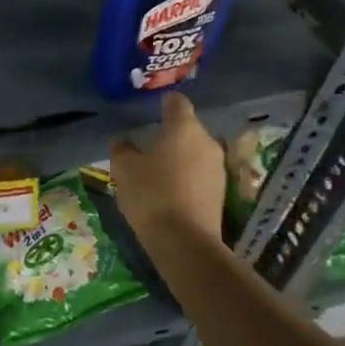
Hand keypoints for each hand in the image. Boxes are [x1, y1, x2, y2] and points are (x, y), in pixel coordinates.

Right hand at [110, 93, 225, 249]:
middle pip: (189, 129)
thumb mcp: (124, 169)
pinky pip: (200, 174)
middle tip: (149, 144)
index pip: (177, 102)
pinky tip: (170, 190)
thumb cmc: (152, 195)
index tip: (152, 110)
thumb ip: (122, 149)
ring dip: (180, 157)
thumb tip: (123, 141)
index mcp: (185, 128)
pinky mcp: (221, 193)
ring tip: (158, 170)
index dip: (164, 103)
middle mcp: (207, 142)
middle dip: (171, 134)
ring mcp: (218, 168)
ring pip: (196, 153)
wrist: (185, 243)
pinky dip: (187, 177)